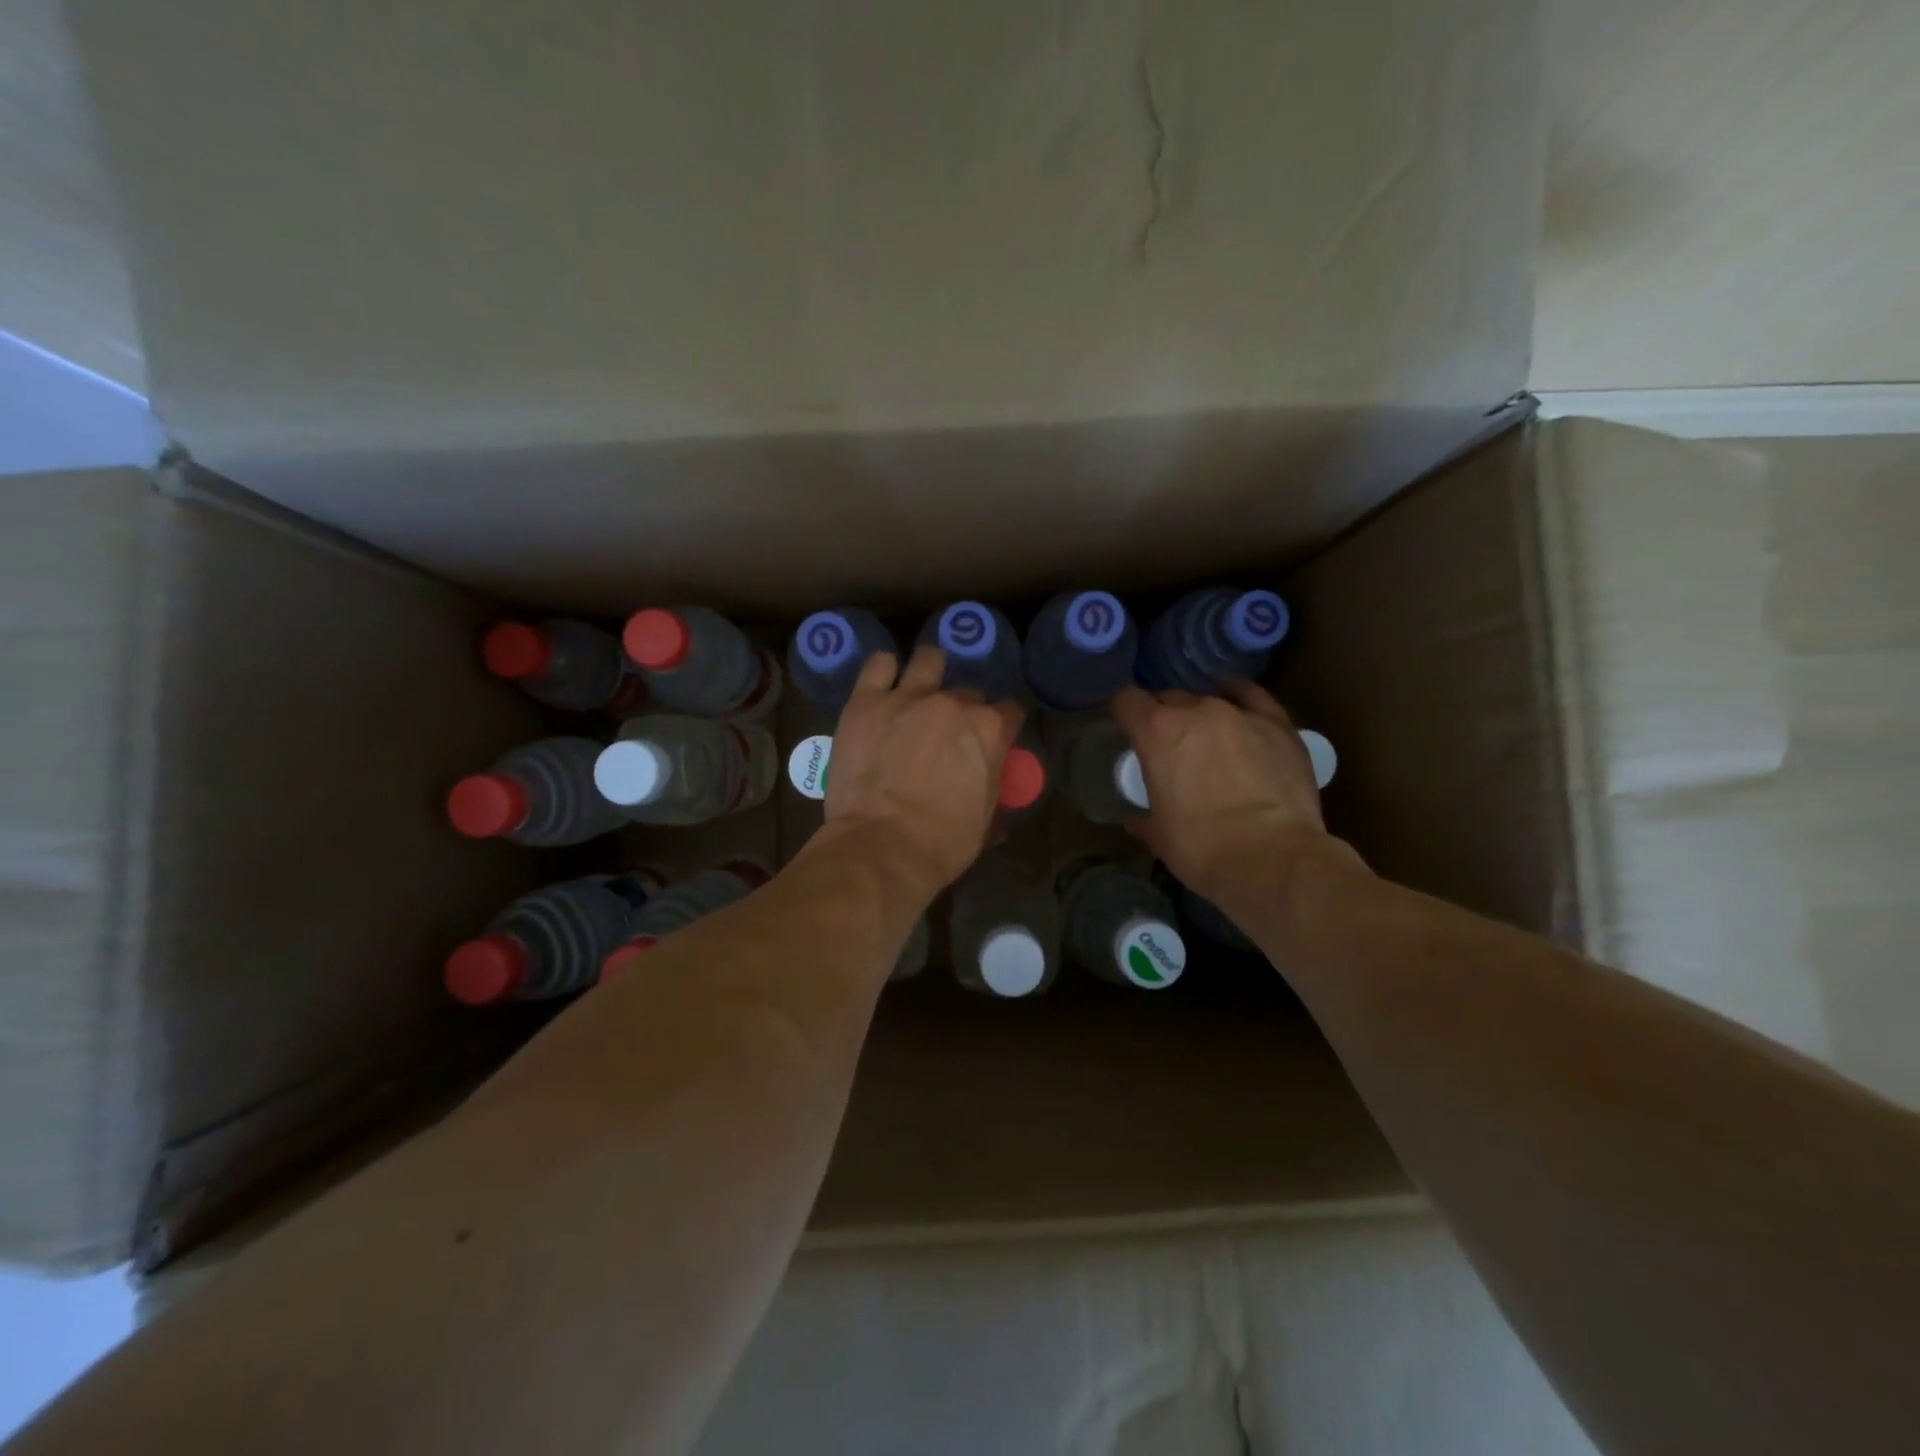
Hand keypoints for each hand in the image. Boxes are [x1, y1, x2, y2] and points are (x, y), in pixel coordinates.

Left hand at [822, 647, 1023, 898]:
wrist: (880, 848)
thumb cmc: (940, 844)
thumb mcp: (984, 825)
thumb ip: (994, 798)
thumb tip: (995, 799)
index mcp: (989, 731)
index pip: (1009, 712)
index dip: (1001, 726)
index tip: (991, 741)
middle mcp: (953, 703)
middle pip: (967, 694)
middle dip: (961, 711)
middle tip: (945, 735)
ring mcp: (908, 697)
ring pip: (928, 660)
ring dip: (929, 673)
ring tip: (918, 692)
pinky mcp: (866, 702)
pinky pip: (879, 665)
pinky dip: (884, 671)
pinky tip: (883, 685)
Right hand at [1111, 680, 1352, 907]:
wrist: (1273, 859)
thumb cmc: (1202, 848)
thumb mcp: (1157, 835)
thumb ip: (1142, 816)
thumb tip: (1137, 817)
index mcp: (1157, 732)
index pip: (1126, 700)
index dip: (1123, 714)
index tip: (1126, 732)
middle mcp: (1196, 710)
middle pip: (1169, 699)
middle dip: (1163, 719)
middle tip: (1169, 749)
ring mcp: (1240, 713)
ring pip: (1209, 699)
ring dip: (1201, 717)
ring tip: (1208, 741)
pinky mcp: (1278, 723)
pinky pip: (1252, 697)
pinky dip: (1240, 701)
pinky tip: (1239, 715)